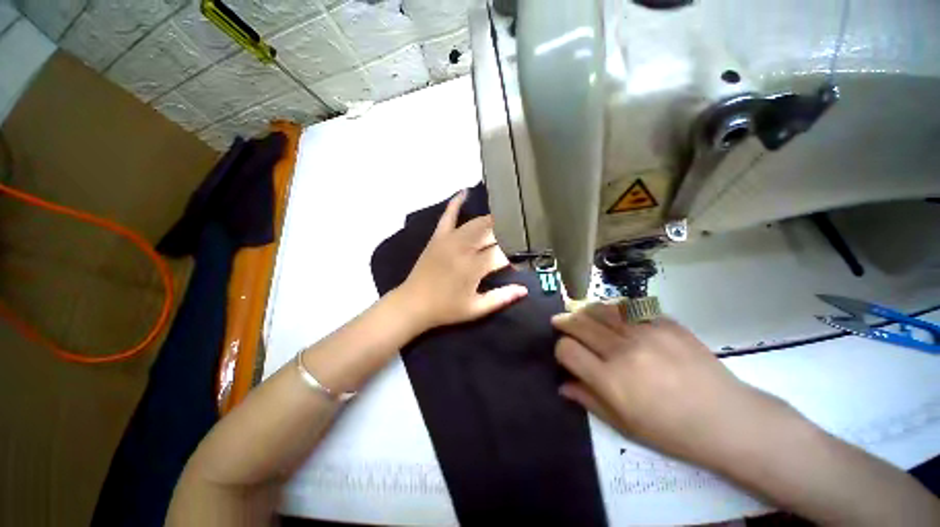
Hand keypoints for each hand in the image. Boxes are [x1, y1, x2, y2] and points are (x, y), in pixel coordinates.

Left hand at [396, 190, 527, 331]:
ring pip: (476, 223)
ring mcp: (450, 239)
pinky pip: (448, 215)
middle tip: (518, 238)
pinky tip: (465, 192)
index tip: (520, 264)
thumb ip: (501, 298)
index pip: (503, 254)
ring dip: (492, 221)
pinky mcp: (438, 237)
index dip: (515, 258)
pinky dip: (456, 202)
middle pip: (492, 233)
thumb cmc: (446, 309)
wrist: (413, 303)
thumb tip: (524, 289)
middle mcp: (464, 248)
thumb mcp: (475, 309)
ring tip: (505, 220)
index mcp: (474, 267)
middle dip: (508, 234)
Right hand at [552, 304, 797, 471]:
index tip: (565, 352)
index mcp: (611, 379)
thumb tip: (562, 384)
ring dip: (585, 310)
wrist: (727, 419)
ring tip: (582, 313)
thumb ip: (588, 400)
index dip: (560, 349)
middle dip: (564, 321)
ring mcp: (646, 332)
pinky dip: (614, 308)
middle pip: (579, 323)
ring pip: (601, 308)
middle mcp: (623, 351)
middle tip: (560, 322)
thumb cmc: (672, 431)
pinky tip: (614, 313)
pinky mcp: (665, 322)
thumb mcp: (624, 425)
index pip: (567, 349)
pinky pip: (629, 306)